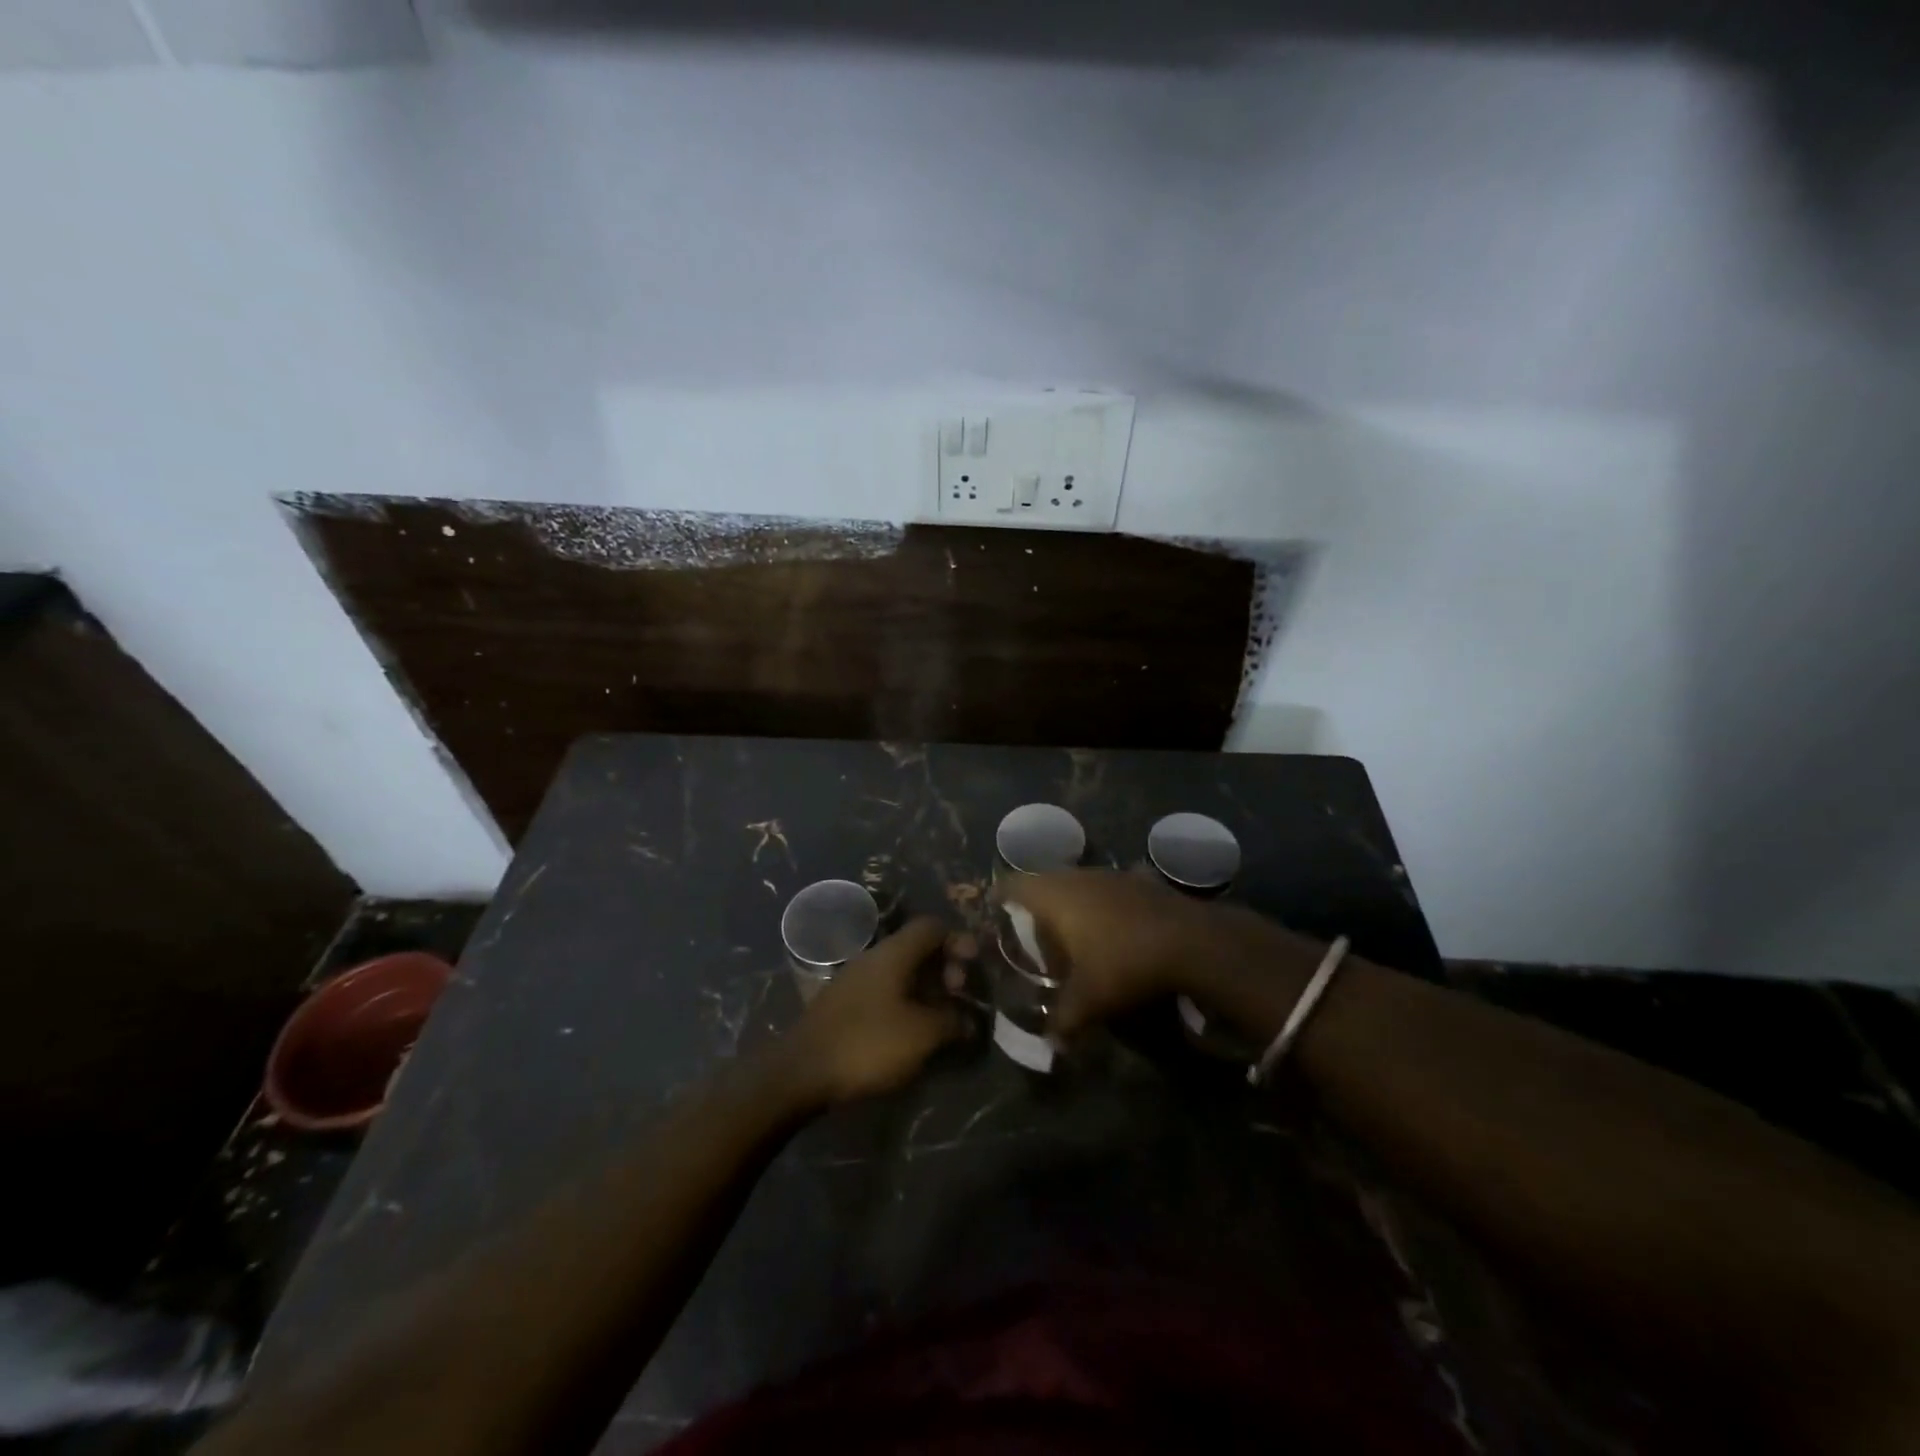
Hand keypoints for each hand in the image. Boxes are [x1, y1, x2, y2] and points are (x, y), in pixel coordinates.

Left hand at [781, 918, 971, 1107]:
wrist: (801, 1072)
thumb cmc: (868, 1044)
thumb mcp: (921, 1035)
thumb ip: (952, 1022)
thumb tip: (968, 1020)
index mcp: (894, 953)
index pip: (932, 927)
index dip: (958, 940)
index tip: (973, 967)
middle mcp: (874, 958)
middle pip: (917, 948)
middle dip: (944, 967)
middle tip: (959, 995)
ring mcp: (855, 981)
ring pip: (901, 972)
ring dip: (926, 988)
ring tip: (942, 1018)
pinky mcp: (845, 1005)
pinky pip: (885, 991)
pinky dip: (906, 1002)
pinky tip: (912, 1031)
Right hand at [999, 870, 1252, 1036]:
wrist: (1190, 941)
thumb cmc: (1123, 963)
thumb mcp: (1088, 1000)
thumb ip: (1062, 1020)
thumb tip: (1050, 1043)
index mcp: (1054, 896)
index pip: (1012, 885)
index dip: (999, 897)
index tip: (993, 912)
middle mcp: (1077, 876)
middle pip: (1044, 883)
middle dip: (1037, 906)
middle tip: (1033, 934)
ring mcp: (1111, 874)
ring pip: (1079, 883)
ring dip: (1073, 904)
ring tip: (1074, 934)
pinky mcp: (1140, 880)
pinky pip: (1110, 889)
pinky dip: (1106, 905)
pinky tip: (1115, 928)